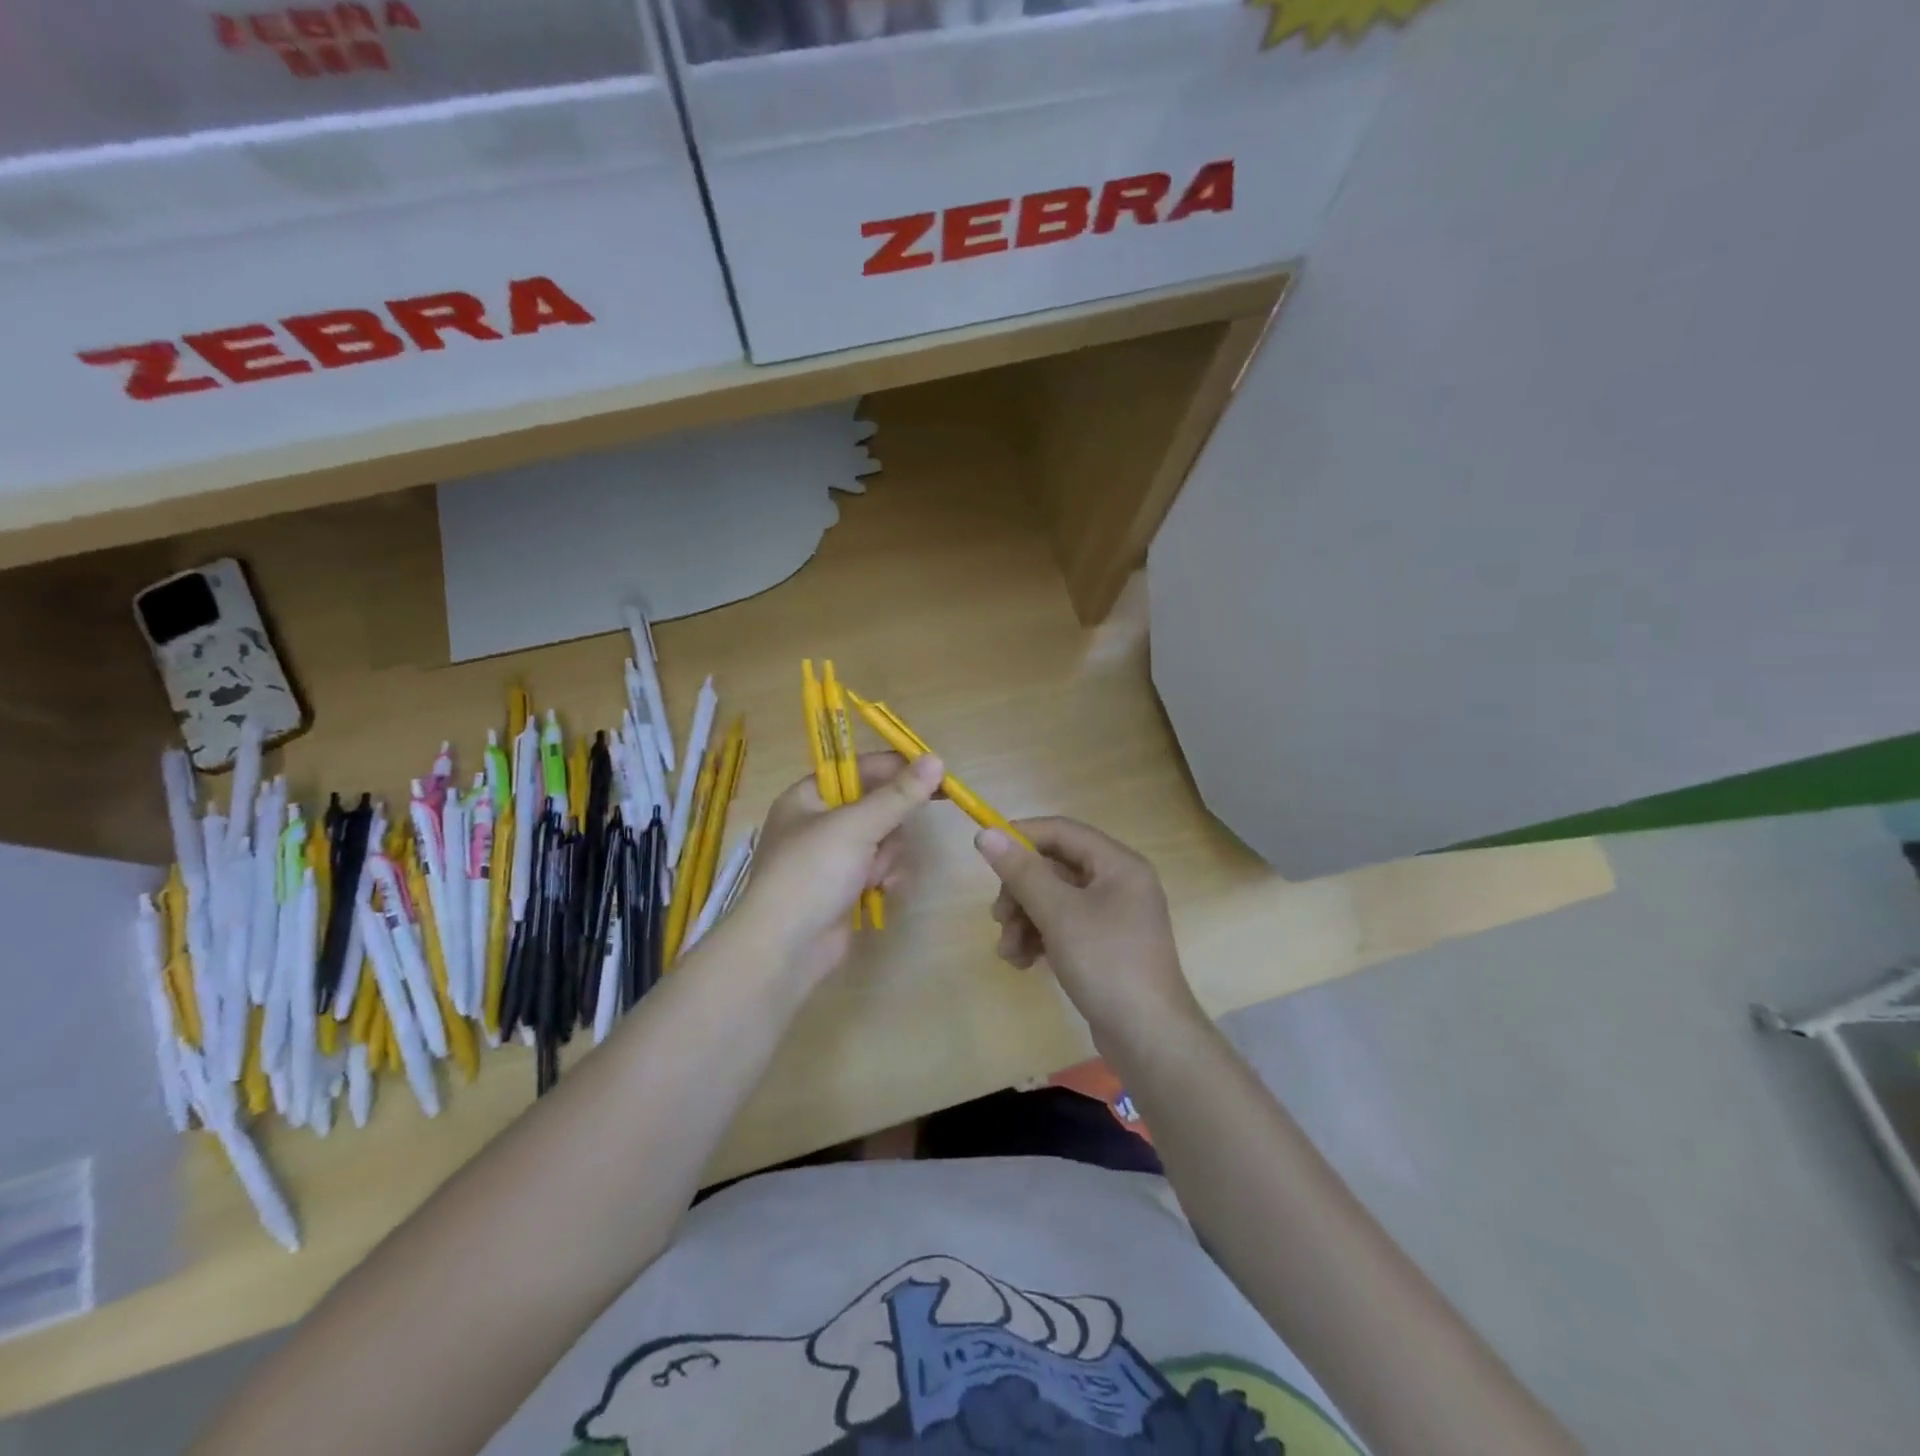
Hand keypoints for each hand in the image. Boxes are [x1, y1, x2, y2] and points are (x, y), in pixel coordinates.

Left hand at [732, 752, 943, 988]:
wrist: (784, 948)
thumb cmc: (812, 873)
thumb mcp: (857, 826)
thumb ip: (900, 794)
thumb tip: (937, 759)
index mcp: (807, 796)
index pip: (859, 768)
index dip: (897, 769)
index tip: (936, 774)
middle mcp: (817, 823)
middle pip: (876, 806)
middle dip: (888, 827)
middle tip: (889, 837)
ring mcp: (830, 858)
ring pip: (882, 840)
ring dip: (886, 857)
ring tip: (873, 876)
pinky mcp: (843, 888)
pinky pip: (877, 868)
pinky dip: (882, 877)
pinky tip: (880, 891)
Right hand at [974, 818, 1200, 1045]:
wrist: (1149, 1037)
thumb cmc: (1106, 962)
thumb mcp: (1058, 913)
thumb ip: (1021, 871)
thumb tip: (986, 834)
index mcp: (1117, 864)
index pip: (1062, 831)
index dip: (1022, 837)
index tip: (986, 854)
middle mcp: (1118, 882)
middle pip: (1054, 868)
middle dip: (1020, 892)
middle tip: (999, 918)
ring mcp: (1113, 916)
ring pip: (1054, 900)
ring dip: (1024, 920)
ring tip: (1009, 951)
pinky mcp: (1104, 946)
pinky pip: (1063, 926)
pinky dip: (1040, 938)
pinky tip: (1024, 962)